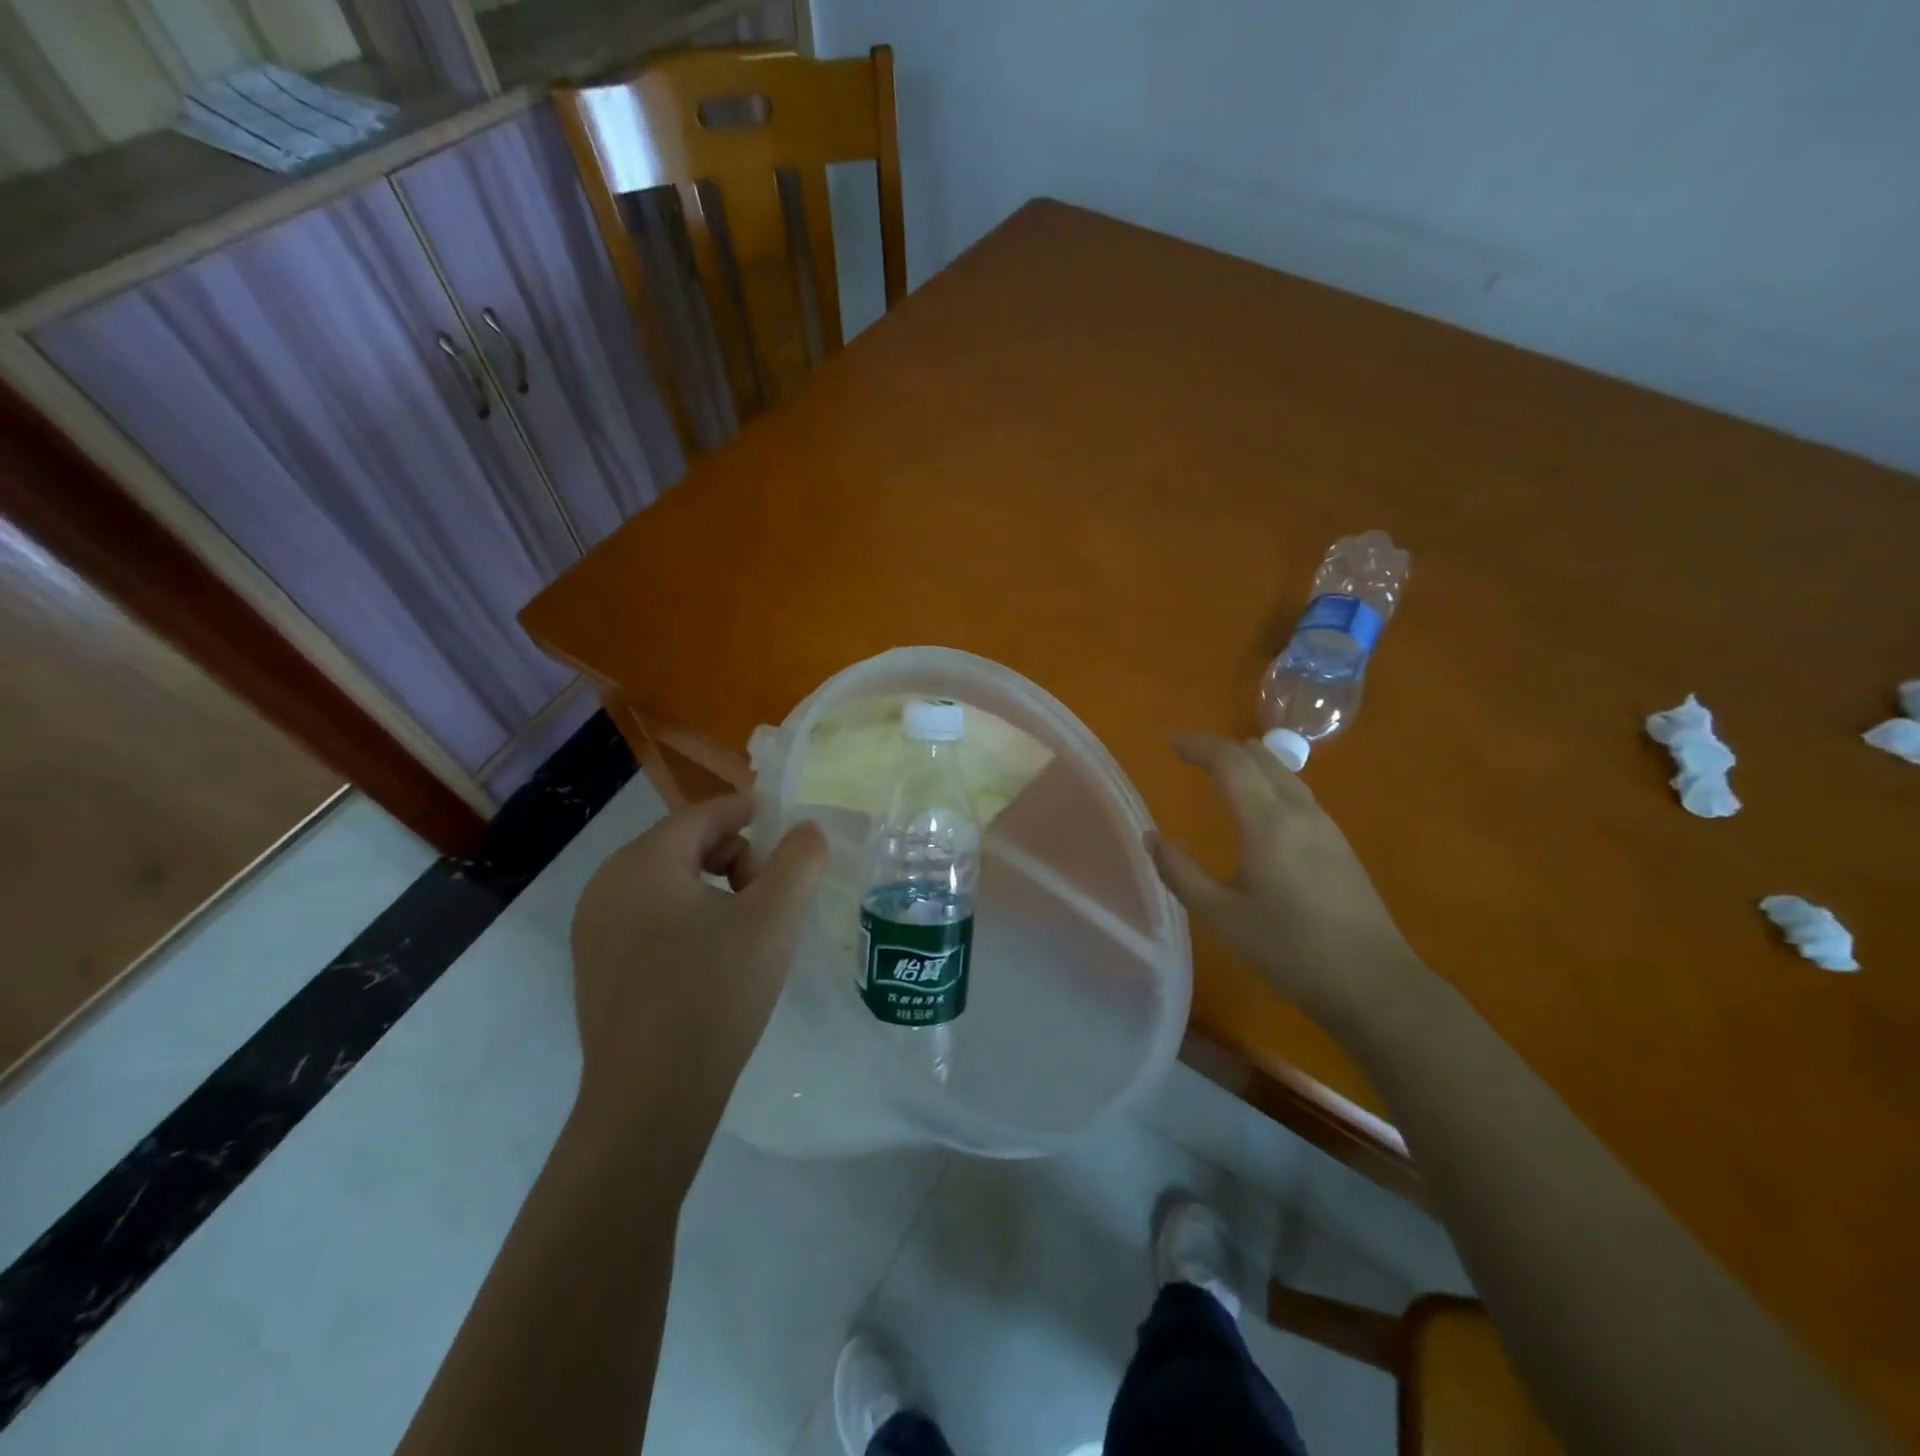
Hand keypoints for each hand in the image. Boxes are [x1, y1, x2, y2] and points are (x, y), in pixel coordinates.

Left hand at [568, 793, 825, 1161]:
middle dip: (737, 859)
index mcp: (641, 863)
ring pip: (670, 883)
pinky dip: (690, 920)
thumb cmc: (715, 993)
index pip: (704, 814)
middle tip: (770, 899)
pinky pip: (652, 918)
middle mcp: (606, 886)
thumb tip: (806, 832)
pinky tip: (714, 962)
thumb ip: (800, 860)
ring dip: (716, 891)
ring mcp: (594, 930)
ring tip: (748, 933)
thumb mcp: (774, 918)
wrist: (651, 1101)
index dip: (751, 813)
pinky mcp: (597, 967)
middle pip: (686, 845)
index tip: (789, 833)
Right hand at [1148, 735, 1421, 1033]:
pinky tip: (1260, 809)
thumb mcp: (1222, 915)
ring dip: (1248, 762)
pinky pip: (1297, 793)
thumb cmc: (1290, 949)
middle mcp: (1299, 811)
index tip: (1167, 742)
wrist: (1374, 983)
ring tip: (1220, 772)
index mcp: (1267, 822)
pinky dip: (1268, 782)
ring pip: (1283, 772)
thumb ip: (1180, 873)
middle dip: (1221, 748)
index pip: (1228, 761)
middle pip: (1259, 756)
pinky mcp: (1339, 844)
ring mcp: (1325, 826)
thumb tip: (1151, 838)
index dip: (1196, 745)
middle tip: (1188, 756)